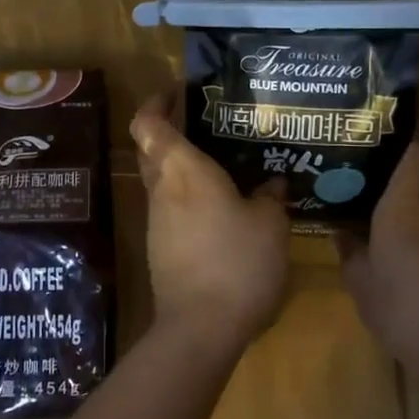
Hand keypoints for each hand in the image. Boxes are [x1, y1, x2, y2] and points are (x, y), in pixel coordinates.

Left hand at [130, 95, 288, 351]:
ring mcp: (157, 221)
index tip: (177, 91)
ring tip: (226, 167)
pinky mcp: (161, 249)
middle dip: (172, 132)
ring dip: (184, 169)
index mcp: (183, 170)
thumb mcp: (270, 224)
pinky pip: (172, 210)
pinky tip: (224, 209)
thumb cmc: (237, 262)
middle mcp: (162, 189)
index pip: (148, 123)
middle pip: (152, 149)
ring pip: (162, 181)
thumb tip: (270, 184)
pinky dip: (190, 200)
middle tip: (209, 125)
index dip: (156, 102)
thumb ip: (269, 197)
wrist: (201, 327)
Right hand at [336, 143, 418, 381]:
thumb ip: (350, 253)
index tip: (374, 148)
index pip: (416, 153)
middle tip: (365, 192)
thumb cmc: (406, 311)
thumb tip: (341, 232)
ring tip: (383, 231)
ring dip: (414, 216)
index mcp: (409, 206)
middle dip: (398, 183)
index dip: (399, 145)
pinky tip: (414, 270)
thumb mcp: (362, 285)